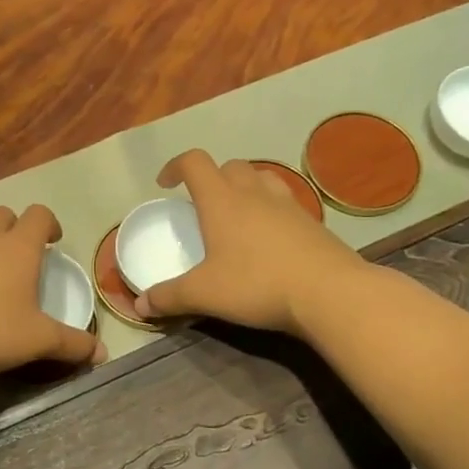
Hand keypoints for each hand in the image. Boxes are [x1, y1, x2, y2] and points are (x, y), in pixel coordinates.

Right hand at [136, 151, 365, 333]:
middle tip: (203, 206)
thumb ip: (169, 297)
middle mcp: (254, 192)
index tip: (165, 185)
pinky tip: (269, 239)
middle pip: (230, 166)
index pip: (194, 163)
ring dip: (244, 187)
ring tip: (237, 215)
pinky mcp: (312, 222)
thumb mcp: (204, 294)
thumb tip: (139, 305)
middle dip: (212, 178)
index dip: (176, 166)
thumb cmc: (257, 284)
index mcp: (221, 200)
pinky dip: (270, 210)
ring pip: (261, 178)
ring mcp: (288, 204)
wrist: (329, 293)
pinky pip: (285, 202)